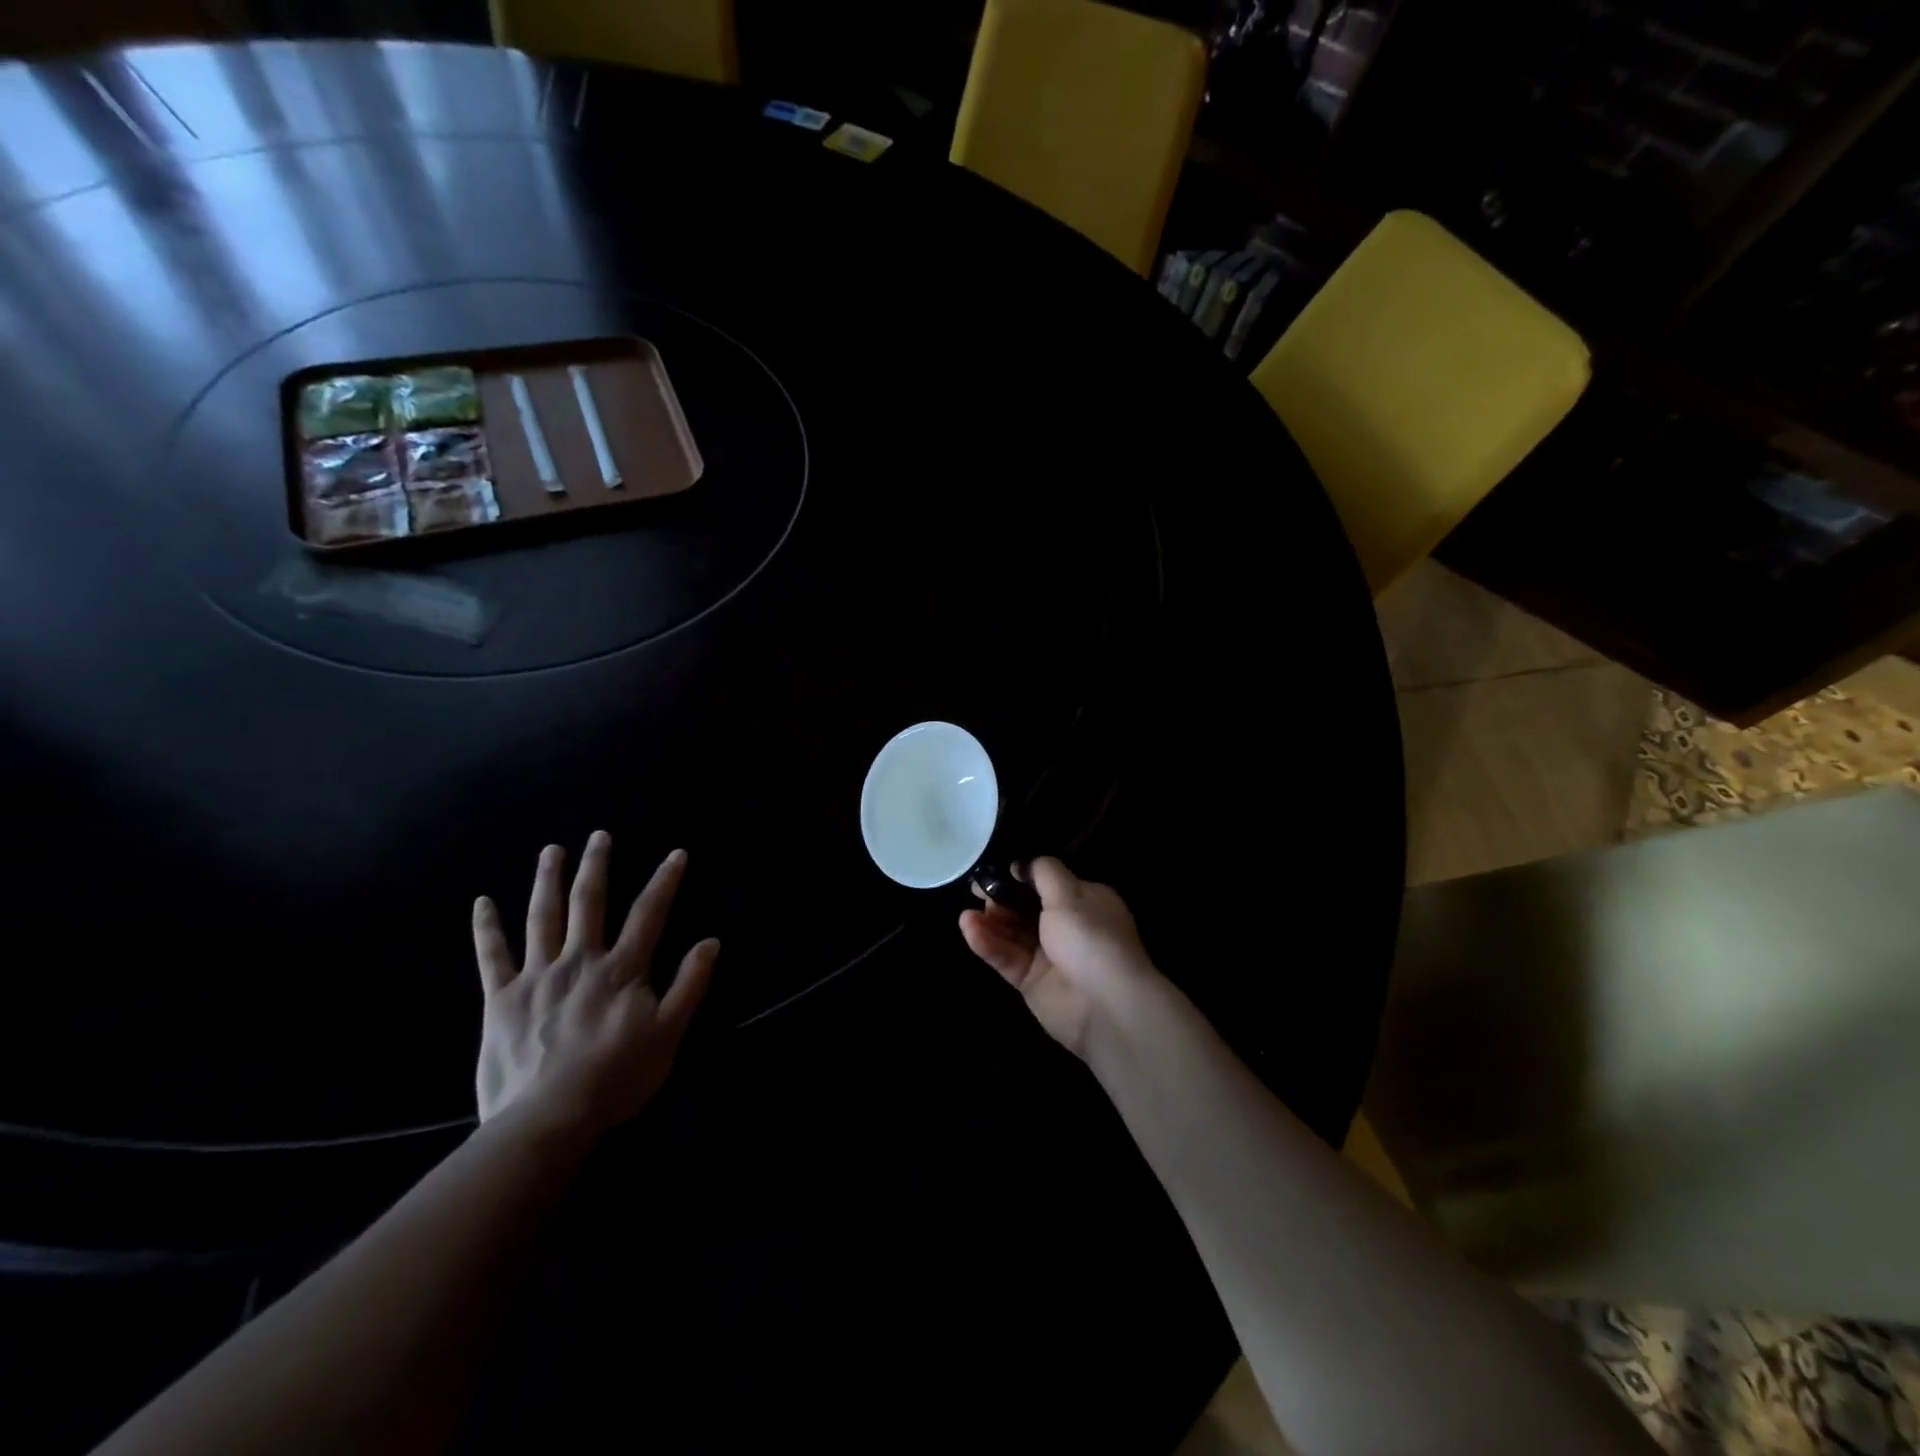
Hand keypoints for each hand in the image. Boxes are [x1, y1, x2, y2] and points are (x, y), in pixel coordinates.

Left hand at [473, 831, 718, 1140]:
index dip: (665, 881)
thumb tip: (710, 942)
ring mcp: (536, 977)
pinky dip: (486, 928)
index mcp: (621, 970)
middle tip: (599, 835)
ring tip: (551, 851)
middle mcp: (579, 961)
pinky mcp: (499, 1000)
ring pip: (543, 918)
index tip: (676, 853)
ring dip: (547, 881)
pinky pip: (491, 957)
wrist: (548, 1119)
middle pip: (590, 903)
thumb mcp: (669, 1034)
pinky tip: (481, 902)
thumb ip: (690, 985)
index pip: (649, 914)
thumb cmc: (616, 1078)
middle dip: (596, 866)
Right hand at [958, 856, 1157, 1058]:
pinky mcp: (1030, 982)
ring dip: (990, 921)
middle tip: (975, 889)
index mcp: (1083, 902)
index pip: (1047, 883)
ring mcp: (1047, 956)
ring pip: (1011, 933)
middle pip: (1025, 908)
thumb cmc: (1091, 938)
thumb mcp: (1069, 894)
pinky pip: (1006, 957)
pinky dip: (988, 943)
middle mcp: (1066, 927)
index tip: (995, 870)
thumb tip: (1023, 863)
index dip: (1020, 877)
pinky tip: (969, 928)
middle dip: (1000, 898)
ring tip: (967, 912)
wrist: (1107, 1006)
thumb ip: (1043, 873)